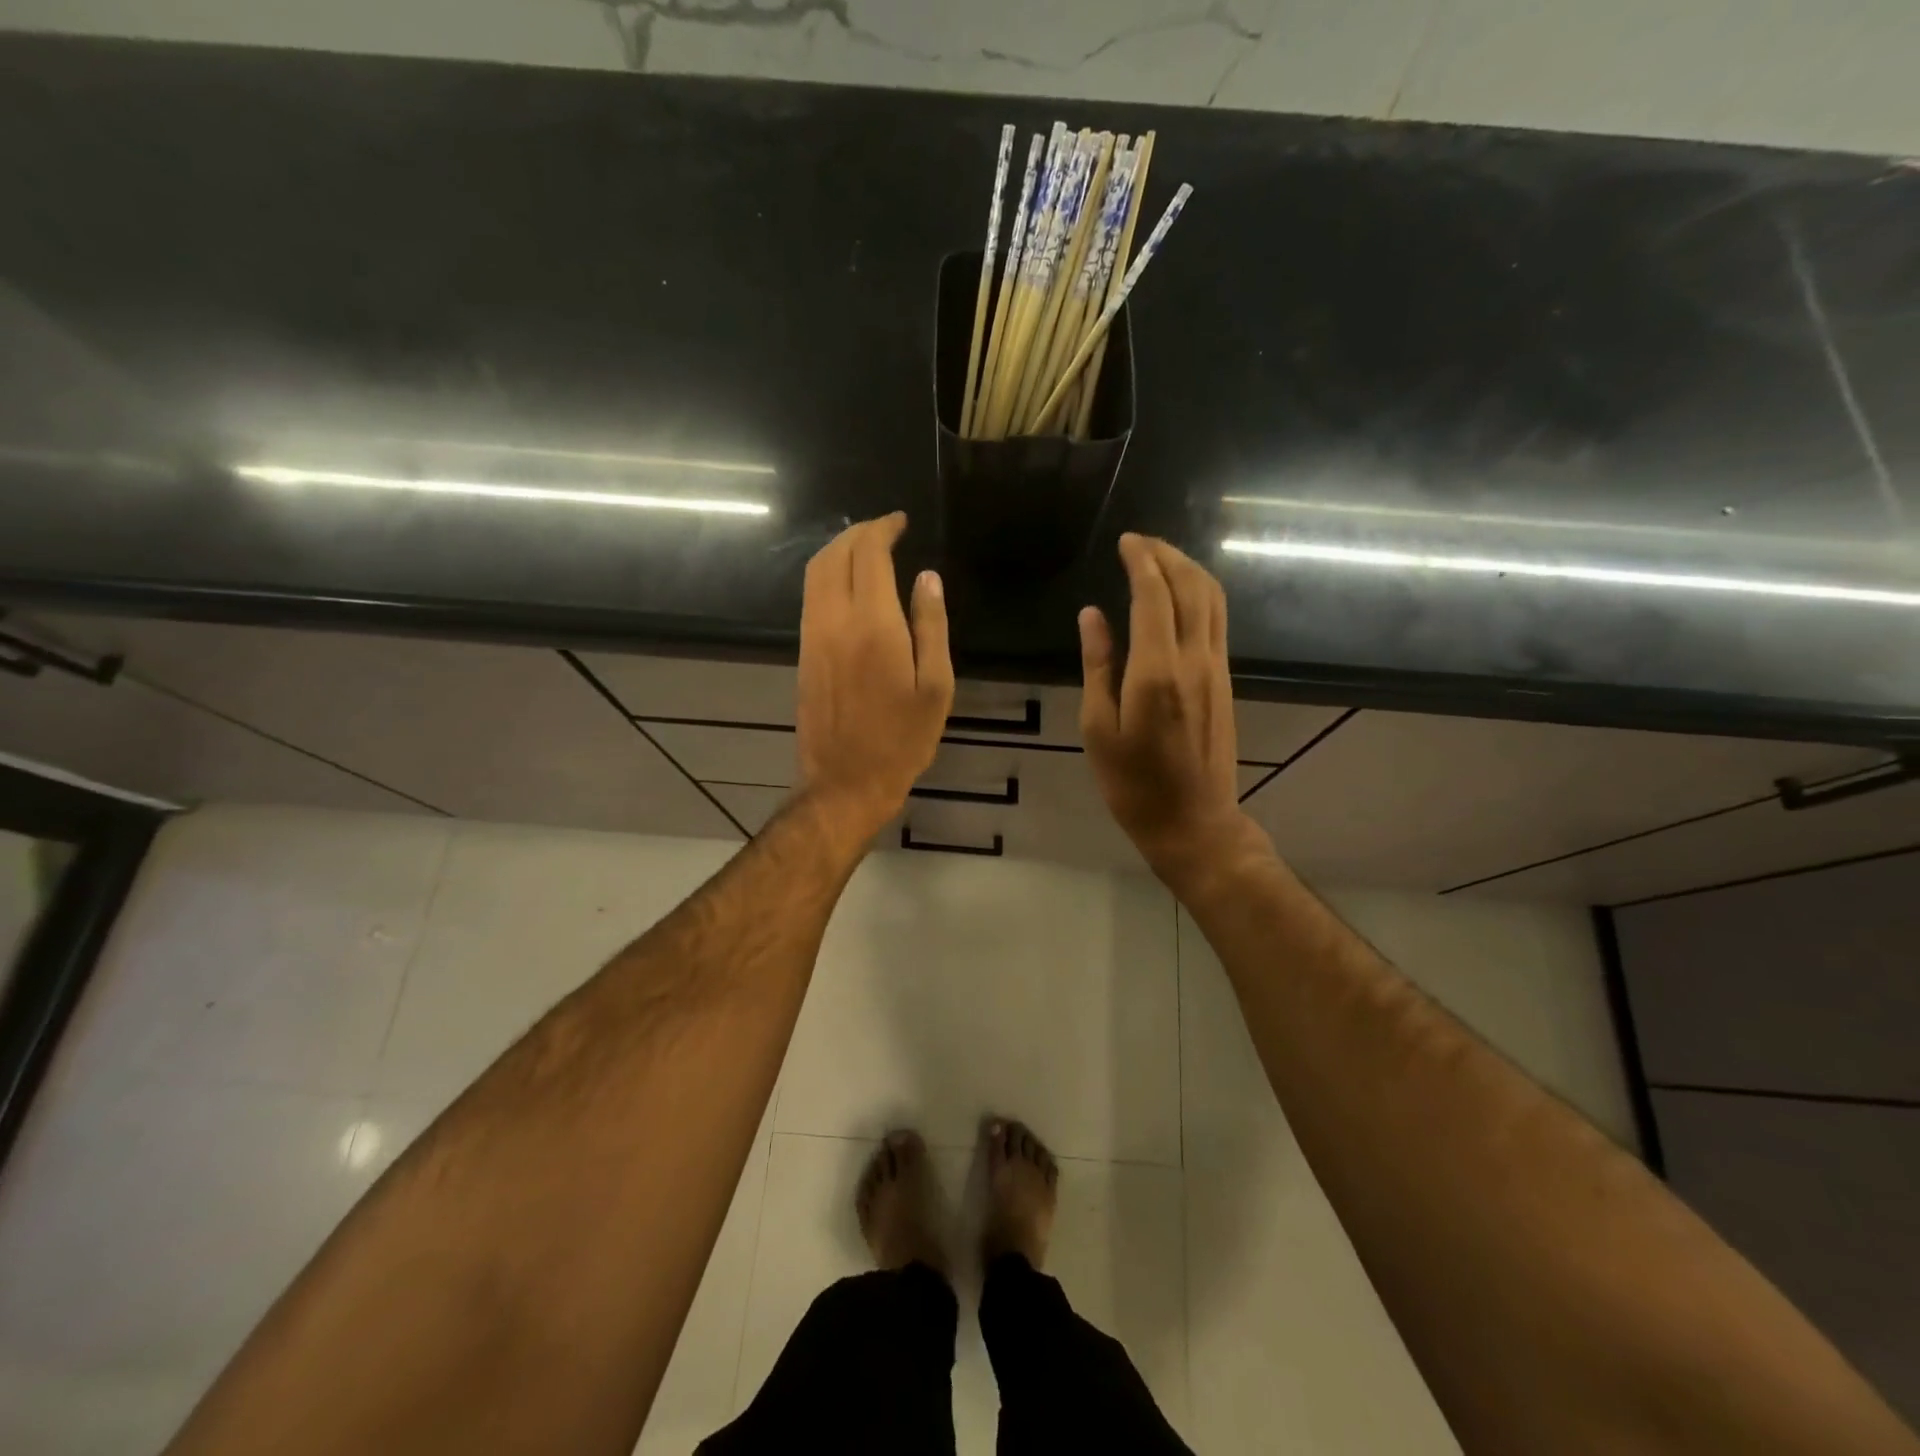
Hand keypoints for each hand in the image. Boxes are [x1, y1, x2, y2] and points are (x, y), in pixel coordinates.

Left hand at [795, 513, 953, 838]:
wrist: (845, 782)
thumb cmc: (902, 740)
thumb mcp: (935, 687)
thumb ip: (931, 627)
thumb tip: (927, 577)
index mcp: (873, 625)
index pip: (869, 554)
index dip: (883, 529)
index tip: (900, 521)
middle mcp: (835, 621)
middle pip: (835, 555)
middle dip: (858, 532)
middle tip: (885, 529)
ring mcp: (813, 636)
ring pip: (816, 573)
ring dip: (838, 550)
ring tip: (867, 548)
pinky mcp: (804, 653)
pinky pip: (811, 597)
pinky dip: (827, 575)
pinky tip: (849, 584)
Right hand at [1080, 534, 1266, 882]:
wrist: (1193, 821)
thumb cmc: (1132, 784)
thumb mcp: (1098, 729)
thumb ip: (1097, 666)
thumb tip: (1092, 615)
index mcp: (1156, 671)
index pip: (1153, 595)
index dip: (1141, 561)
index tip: (1125, 540)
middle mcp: (1193, 660)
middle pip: (1190, 587)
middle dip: (1167, 555)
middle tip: (1141, 541)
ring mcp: (1216, 668)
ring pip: (1212, 600)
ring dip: (1189, 569)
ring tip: (1162, 556)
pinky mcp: (1225, 680)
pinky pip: (1218, 621)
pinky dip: (1201, 594)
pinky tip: (1182, 594)